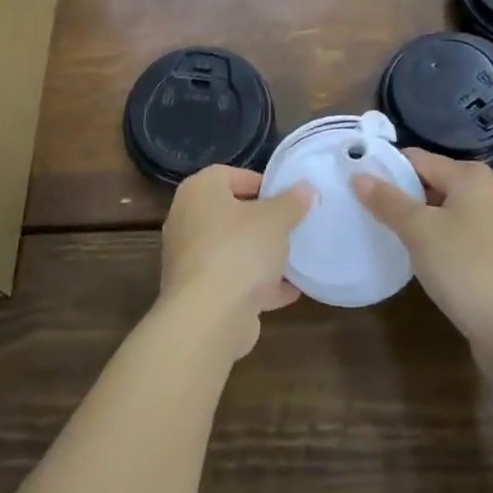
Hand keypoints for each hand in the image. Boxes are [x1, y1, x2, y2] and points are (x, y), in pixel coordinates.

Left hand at [159, 165, 312, 357]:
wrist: (209, 317)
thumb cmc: (240, 250)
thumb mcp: (276, 219)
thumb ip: (292, 202)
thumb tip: (305, 189)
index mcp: (199, 191)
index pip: (231, 175)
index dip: (262, 183)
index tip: (288, 198)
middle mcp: (187, 220)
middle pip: (231, 214)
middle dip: (263, 222)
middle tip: (293, 227)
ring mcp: (190, 259)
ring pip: (232, 249)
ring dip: (261, 256)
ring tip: (295, 259)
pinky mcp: (198, 293)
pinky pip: (232, 280)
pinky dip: (257, 284)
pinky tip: (288, 292)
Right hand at [352, 150, 492, 344]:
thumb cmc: (464, 266)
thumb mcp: (418, 230)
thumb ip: (387, 200)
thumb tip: (359, 176)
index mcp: (471, 176)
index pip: (417, 159)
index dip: (386, 169)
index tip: (357, 185)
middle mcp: (488, 192)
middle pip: (433, 183)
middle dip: (402, 196)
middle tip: (367, 212)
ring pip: (445, 212)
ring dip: (419, 221)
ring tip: (387, 235)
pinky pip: (459, 236)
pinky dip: (438, 241)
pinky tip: (421, 259)